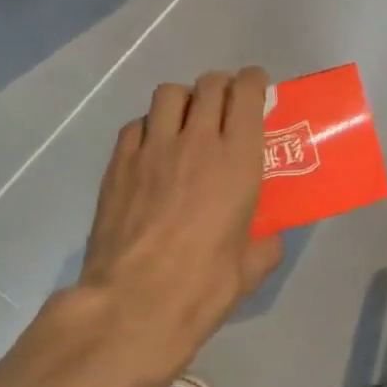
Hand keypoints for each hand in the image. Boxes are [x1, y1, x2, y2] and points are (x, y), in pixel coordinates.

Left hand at [78, 67, 283, 384]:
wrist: (133, 304)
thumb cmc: (202, 287)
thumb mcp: (250, 270)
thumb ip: (265, 245)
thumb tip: (268, 239)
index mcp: (238, 160)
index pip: (247, 93)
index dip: (254, 82)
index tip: (257, 90)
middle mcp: (197, 141)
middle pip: (209, 84)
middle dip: (222, 87)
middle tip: (226, 109)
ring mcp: (152, 148)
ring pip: (169, 94)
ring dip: (185, 100)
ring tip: (186, 124)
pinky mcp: (118, 164)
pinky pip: (137, 124)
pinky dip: (150, 127)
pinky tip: (152, 152)